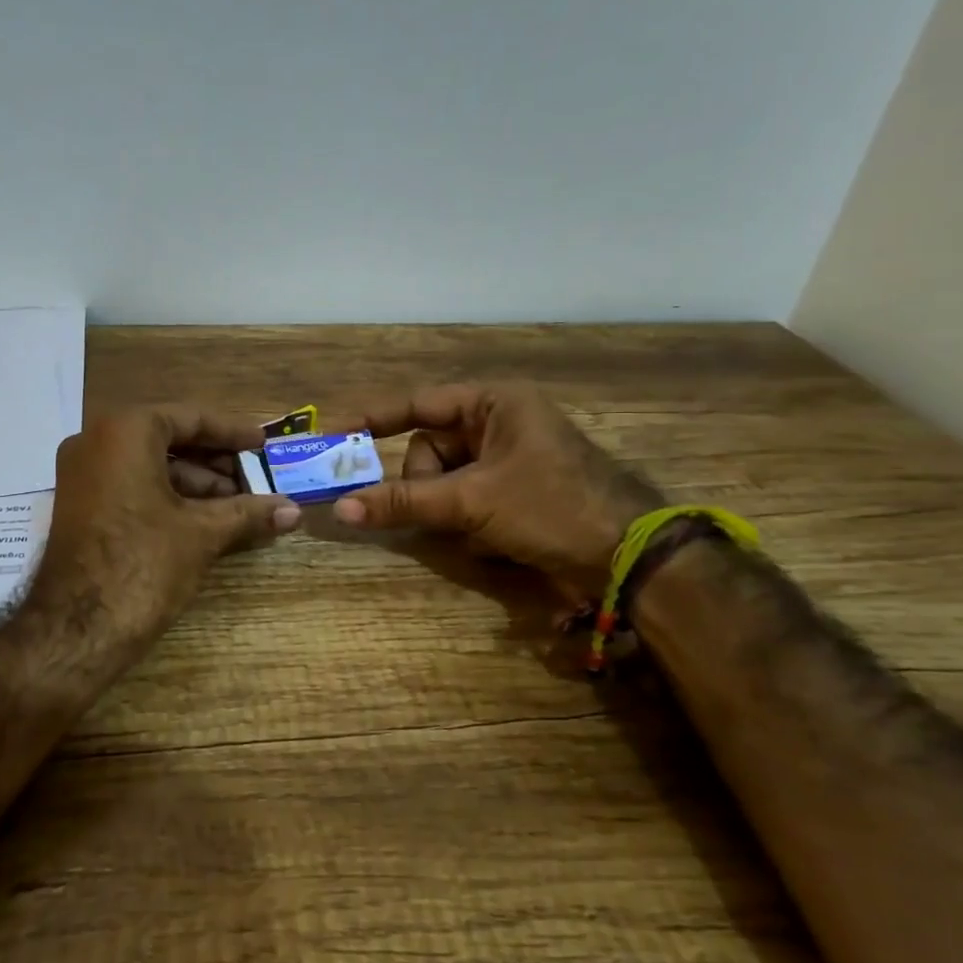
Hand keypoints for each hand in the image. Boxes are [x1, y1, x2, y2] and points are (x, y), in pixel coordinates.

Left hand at [27, 405, 299, 651]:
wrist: (74, 630)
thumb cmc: (142, 565)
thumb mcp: (201, 534)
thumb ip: (248, 513)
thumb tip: (295, 511)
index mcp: (124, 431)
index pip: (190, 417)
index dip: (232, 431)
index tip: (262, 444)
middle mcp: (95, 441)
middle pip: (169, 439)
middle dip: (215, 462)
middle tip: (255, 480)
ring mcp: (82, 475)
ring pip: (150, 465)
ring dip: (195, 484)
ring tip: (238, 508)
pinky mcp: (79, 506)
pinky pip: (131, 486)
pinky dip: (168, 498)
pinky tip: (204, 521)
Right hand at [328, 383, 662, 597]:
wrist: (628, 559)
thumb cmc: (551, 507)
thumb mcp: (472, 501)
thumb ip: (404, 502)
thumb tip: (340, 509)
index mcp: (494, 404)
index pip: (417, 404)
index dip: (372, 418)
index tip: (333, 432)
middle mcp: (498, 424)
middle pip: (429, 449)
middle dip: (430, 485)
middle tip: (443, 511)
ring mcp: (507, 460)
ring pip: (444, 481)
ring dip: (450, 510)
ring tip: (478, 531)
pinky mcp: (513, 492)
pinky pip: (465, 500)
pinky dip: (467, 523)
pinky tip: (493, 542)